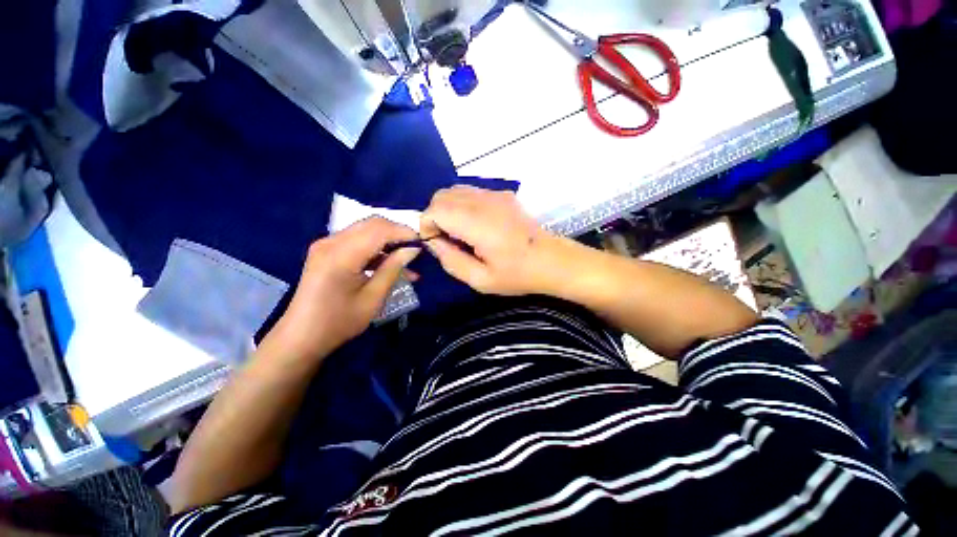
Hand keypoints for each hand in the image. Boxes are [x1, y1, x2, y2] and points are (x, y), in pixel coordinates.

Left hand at [271, 217, 419, 359]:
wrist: (301, 337)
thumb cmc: (339, 322)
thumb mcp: (373, 298)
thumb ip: (393, 269)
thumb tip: (413, 249)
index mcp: (341, 255)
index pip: (379, 229)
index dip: (404, 232)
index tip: (423, 243)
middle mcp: (331, 242)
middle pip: (372, 224)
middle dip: (397, 233)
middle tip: (416, 249)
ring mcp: (326, 245)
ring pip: (366, 231)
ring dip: (388, 241)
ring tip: (407, 261)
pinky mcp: (327, 251)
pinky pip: (357, 241)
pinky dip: (375, 249)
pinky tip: (390, 265)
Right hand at [420, 186, 561, 294]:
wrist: (552, 260)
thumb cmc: (517, 275)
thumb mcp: (480, 280)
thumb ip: (451, 260)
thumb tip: (433, 242)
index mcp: (478, 223)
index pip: (436, 209)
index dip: (428, 226)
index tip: (438, 244)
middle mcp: (484, 201)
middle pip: (442, 196)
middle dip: (435, 216)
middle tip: (448, 240)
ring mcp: (495, 194)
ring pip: (454, 190)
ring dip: (448, 209)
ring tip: (461, 233)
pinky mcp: (502, 194)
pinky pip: (470, 192)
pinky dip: (462, 205)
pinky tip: (475, 224)